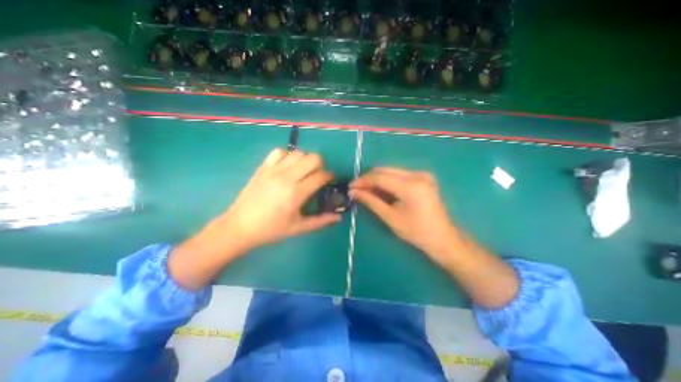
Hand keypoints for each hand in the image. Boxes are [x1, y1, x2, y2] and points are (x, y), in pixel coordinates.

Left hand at [170, 149, 340, 289]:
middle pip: (312, 158)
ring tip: (302, 172)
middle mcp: (286, 177)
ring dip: (305, 160)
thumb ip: (320, 221)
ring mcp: (272, 170)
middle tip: (316, 176)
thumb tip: (338, 218)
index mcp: (296, 194)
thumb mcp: (298, 228)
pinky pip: (279, 152)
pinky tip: (286, 167)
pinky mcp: (262, 167)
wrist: (239, 226)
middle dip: (320, 165)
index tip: (329, 180)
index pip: (320, 176)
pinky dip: (287, 156)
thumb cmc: (271, 229)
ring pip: (298, 153)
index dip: (329, 176)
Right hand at [352, 169, 456, 263]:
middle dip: (369, 179)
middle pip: (385, 171)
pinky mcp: (423, 178)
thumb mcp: (391, 217)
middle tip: (356, 189)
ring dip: (377, 179)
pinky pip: (399, 175)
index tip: (350, 186)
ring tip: (366, 190)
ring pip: (391, 171)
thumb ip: (371, 201)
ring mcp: (422, 174)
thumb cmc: (417, 232)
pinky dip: (387, 181)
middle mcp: (418, 175)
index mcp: (411, 186)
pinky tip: (380, 190)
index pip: (380, 177)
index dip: (363, 181)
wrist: (443, 238)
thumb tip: (353, 192)